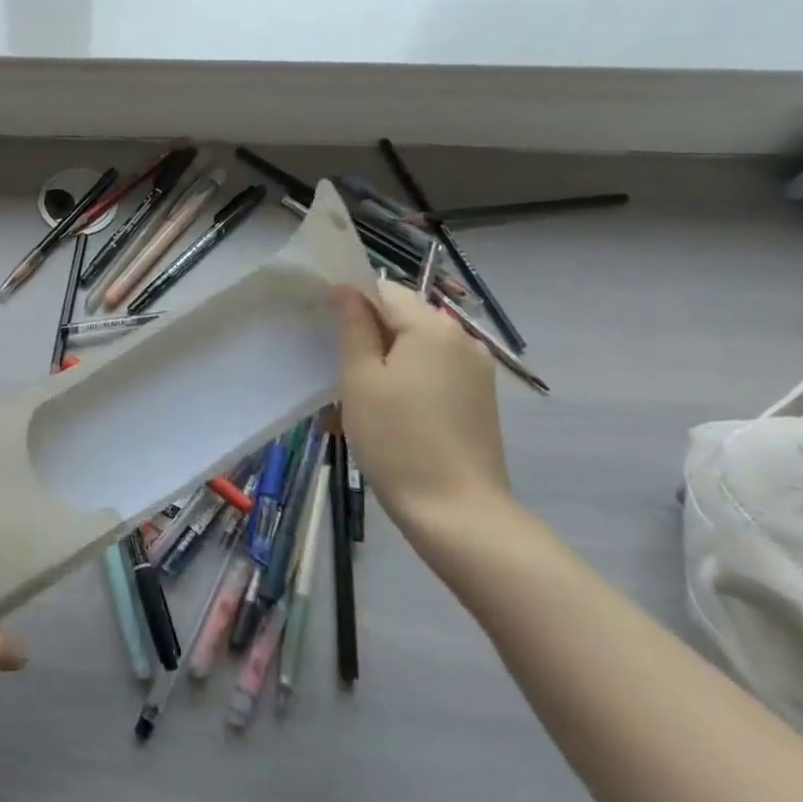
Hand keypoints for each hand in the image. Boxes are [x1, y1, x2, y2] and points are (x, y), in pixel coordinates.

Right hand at [331, 280, 512, 532]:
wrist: (457, 512)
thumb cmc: (397, 440)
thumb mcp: (360, 379)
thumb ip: (353, 327)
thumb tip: (345, 289)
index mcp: (432, 327)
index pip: (383, 290)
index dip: (350, 302)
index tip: (324, 331)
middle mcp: (461, 339)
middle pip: (402, 318)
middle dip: (366, 336)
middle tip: (335, 372)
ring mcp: (475, 371)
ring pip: (415, 348)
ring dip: (383, 363)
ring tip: (355, 402)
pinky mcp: (478, 399)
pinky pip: (432, 373)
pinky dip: (404, 382)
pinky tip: (384, 415)